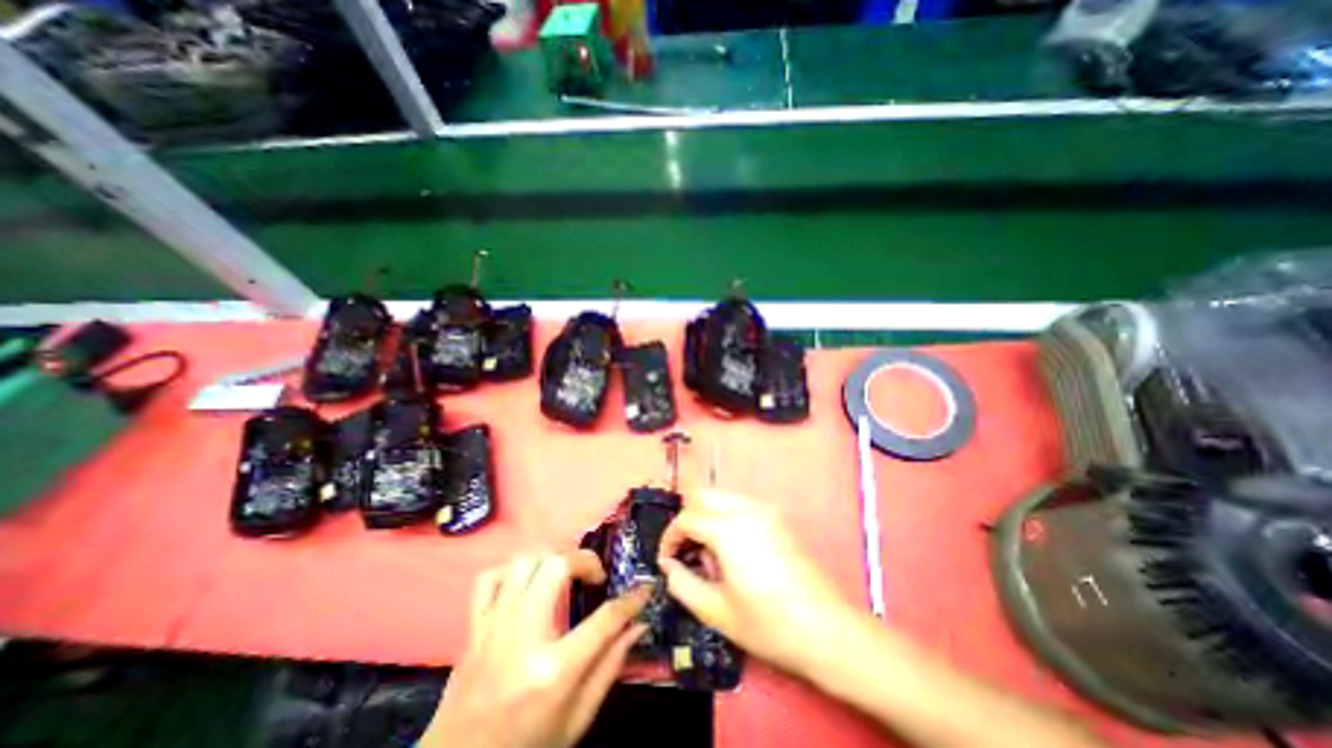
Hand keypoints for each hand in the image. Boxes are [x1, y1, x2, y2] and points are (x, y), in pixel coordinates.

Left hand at [420, 551, 650, 747]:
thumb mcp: (577, 719)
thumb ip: (610, 667)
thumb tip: (638, 625)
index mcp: (553, 670)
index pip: (604, 619)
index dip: (631, 599)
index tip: (644, 588)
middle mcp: (522, 637)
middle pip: (557, 566)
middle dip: (585, 561)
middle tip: (595, 577)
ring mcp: (493, 628)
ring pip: (525, 562)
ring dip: (551, 560)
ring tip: (565, 575)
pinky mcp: (474, 627)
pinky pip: (490, 577)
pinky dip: (513, 571)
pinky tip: (526, 584)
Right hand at [654, 491, 852, 676]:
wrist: (828, 630)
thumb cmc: (769, 624)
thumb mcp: (716, 611)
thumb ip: (683, 584)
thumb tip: (669, 566)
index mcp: (728, 528)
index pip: (686, 518)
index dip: (670, 538)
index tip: (667, 561)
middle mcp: (746, 508)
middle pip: (703, 495)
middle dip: (688, 519)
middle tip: (687, 551)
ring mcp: (766, 509)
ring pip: (723, 496)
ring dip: (708, 517)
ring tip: (711, 554)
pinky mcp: (779, 518)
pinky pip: (742, 505)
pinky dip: (727, 517)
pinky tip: (735, 551)